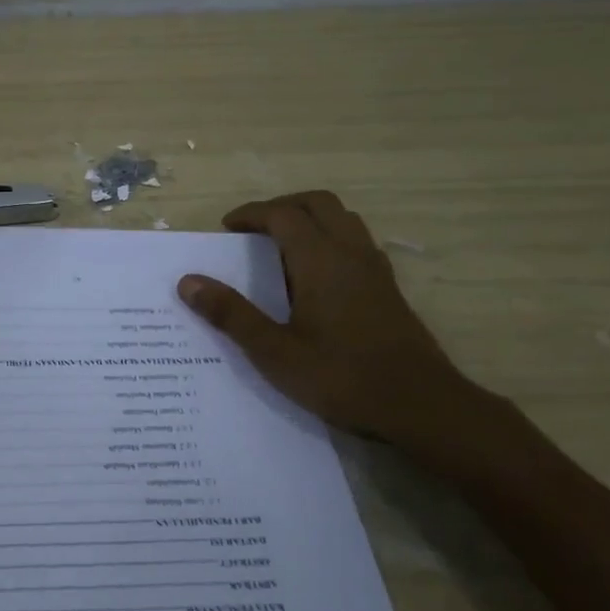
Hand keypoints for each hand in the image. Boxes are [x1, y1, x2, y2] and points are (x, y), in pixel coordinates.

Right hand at [177, 191, 464, 443]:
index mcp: (320, 260)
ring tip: (282, 248)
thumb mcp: (274, 352)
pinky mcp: (389, 289)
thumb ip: (231, 314)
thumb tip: (188, 282)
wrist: (421, 406)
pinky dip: (330, 240)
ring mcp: (375, 270)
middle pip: (318, 204)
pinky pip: (356, 243)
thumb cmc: (341, 377)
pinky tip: (316, 277)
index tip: (226, 228)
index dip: (251, 214)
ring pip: (343, 220)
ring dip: (310, 220)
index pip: (282, 214)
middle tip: (254, 229)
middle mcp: (350, 253)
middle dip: (282, 206)